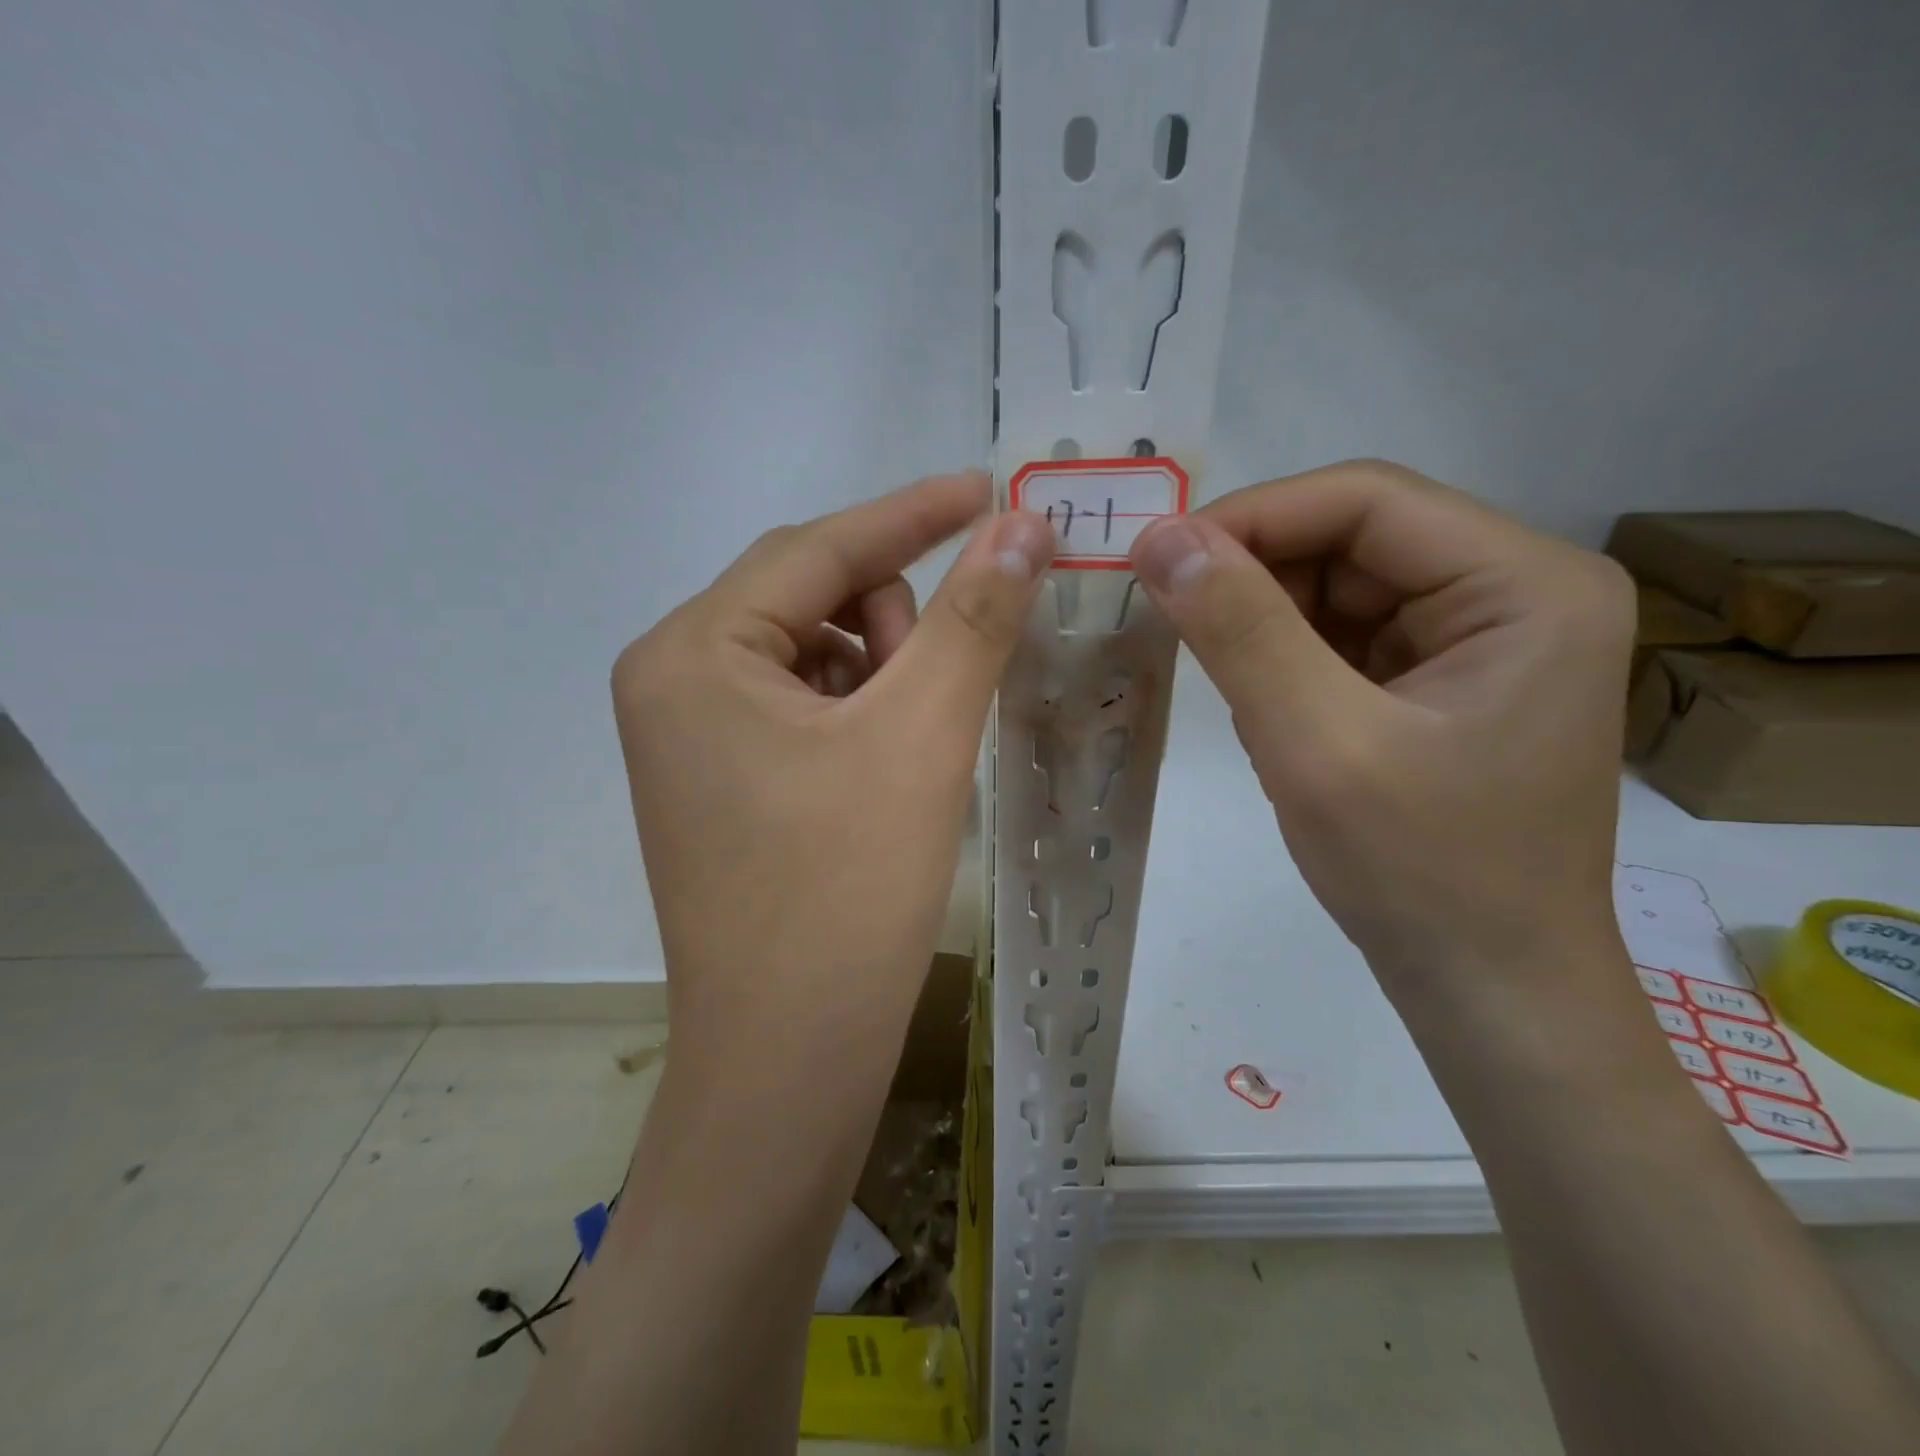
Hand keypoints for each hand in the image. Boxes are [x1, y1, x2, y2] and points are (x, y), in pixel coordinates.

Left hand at [611, 471, 1053, 1047]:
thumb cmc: (845, 893)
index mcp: (692, 651)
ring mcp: (689, 735)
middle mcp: (672, 679)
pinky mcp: (718, 780)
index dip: (911, 513)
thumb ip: (971, 617)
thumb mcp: (919, 738)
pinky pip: (802, 707)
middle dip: (891, 627)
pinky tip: (886, 776)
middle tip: (935, 702)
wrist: (788, 1059)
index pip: (817, 548)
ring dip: (881, 676)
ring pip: (814, 654)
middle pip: (810, 598)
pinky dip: (859, 716)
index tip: (989, 489)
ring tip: (912, 753)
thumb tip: (1021, 527)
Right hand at [1128, 459, 1635, 1016]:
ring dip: (1263, 616)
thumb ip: (1239, 630)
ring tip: (1206, 662)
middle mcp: (1519, 592)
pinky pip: (1347, 636)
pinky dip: (1285, 653)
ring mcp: (1484, 638)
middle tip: (1163, 610)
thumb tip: (1159, 537)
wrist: (1489, 991)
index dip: (1252, 516)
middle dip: (1254, 571)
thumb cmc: (1421, 873)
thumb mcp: (1316, 743)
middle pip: (1356, 539)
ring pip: (1343, 587)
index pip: (1368, 501)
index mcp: (1527, 585)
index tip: (1156, 557)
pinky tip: (1255, 695)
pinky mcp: (1446, 680)